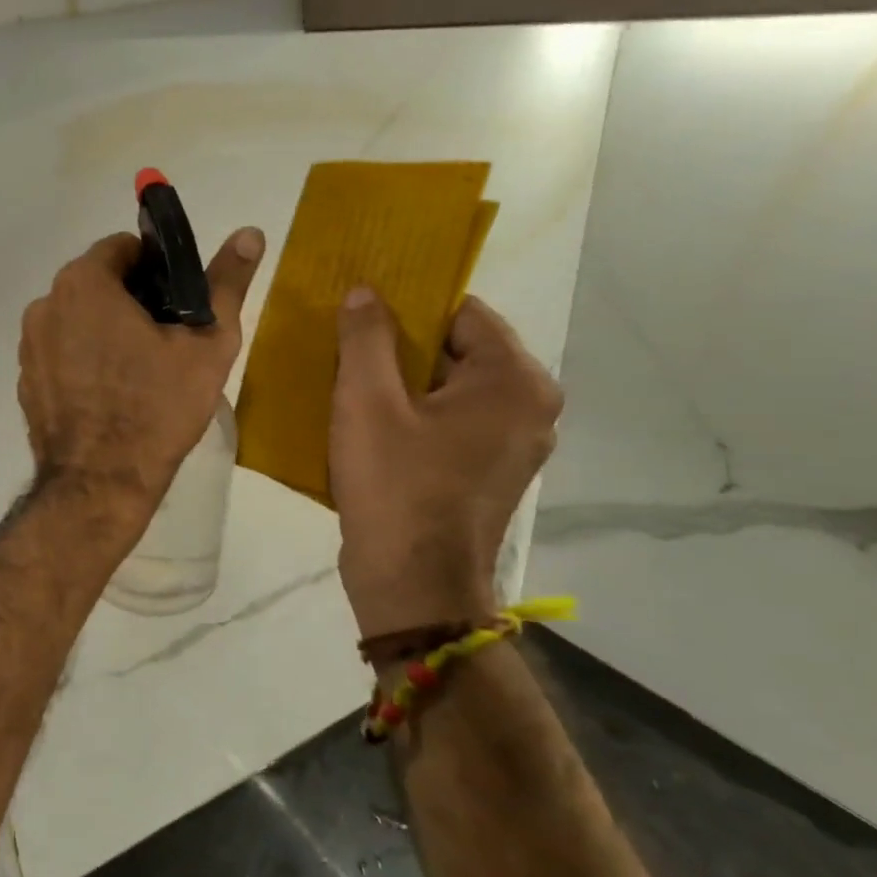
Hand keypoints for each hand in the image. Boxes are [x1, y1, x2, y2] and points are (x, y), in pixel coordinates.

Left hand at [18, 228, 264, 519]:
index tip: (177, 304)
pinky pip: (60, 353)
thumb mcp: (206, 344)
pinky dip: (82, 360)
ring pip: (77, 319)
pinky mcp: (25, 381)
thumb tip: (250, 232)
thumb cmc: (157, 408)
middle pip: (97, 283)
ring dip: (105, 330)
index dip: (157, 270)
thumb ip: (226, 283)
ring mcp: (28, 346)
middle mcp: (45, 305)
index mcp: (83, 283)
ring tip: (139, 371)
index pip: (123, 249)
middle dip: (131, 301)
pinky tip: (109, 395)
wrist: (100, 484)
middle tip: (165, 340)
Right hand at [330, 290, 562, 638]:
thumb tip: (366, 292)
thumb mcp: (366, 401)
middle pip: (459, 350)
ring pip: (452, 388)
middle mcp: (530, 406)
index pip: (462, 311)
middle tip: (346, 345)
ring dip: (404, 382)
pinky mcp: (490, 472)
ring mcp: (514, 444)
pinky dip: (416, 414)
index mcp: (514, 381)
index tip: (361, 309)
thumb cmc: (394, 485)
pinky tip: (370, 423)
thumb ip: (366, 338)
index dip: (408, 304)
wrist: (413, 585)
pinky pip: (452, 422)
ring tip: (350, 381)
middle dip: (402, 345)